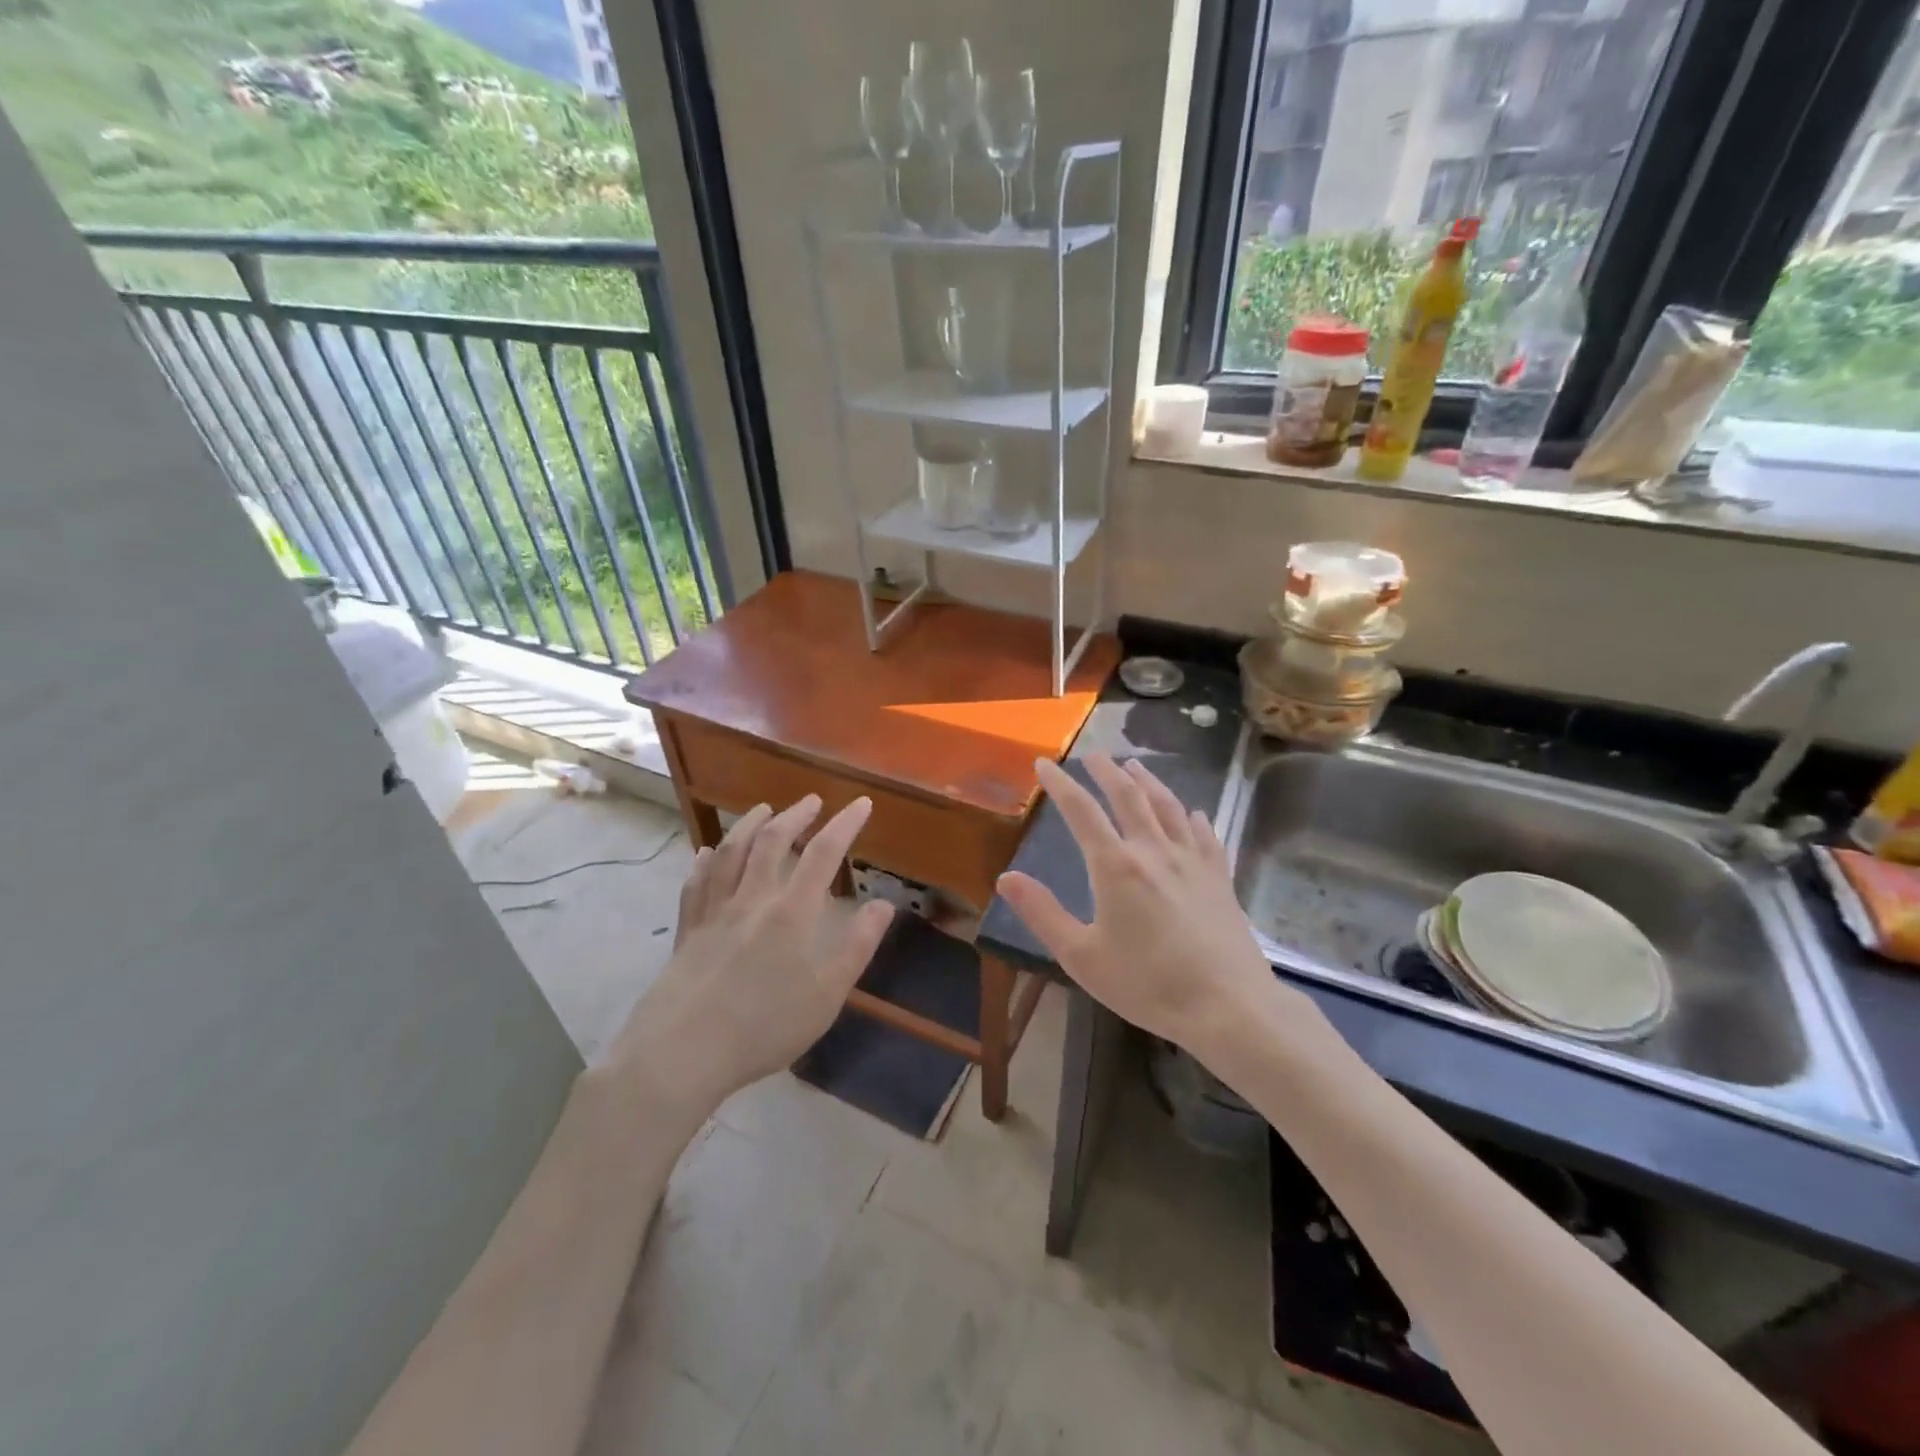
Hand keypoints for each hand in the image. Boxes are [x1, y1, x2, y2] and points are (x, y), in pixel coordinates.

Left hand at [610, 795, 894, 1111]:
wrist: (682, 1052)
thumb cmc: (763, 1028)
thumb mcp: (826, 996)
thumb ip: (857, 947)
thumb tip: (884, 905)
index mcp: (790, 913)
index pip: (823, 854)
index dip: (845, 824)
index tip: (861, 803)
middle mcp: (751, 900)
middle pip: (772, 841)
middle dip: (795, 815)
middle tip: (811, 801)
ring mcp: (714, 912)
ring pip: (730, 853)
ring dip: (748, 824)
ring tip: (763, 809)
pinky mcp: (686, 930)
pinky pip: (695, 883)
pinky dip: (704, 861)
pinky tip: (707, 852)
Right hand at [996, 755, 1276, 1053]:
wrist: (1228, 1006)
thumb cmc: (1147, 984)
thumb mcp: (1081, 956)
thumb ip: (1042, 913)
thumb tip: (1006, 878)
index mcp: (1115, 866)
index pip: (1081, 811)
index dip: (1060, 784)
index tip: (1044, 763)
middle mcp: (1153, 851)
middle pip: (1128, 796)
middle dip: (1106, 771)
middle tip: (1093, 754)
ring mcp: (1192, 861)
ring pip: (1168, 807)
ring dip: (1148, 782)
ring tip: (1135, 766)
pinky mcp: (1219, 877)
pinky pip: (1204, 835)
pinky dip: (1192, 817)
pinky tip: (1192, 813)